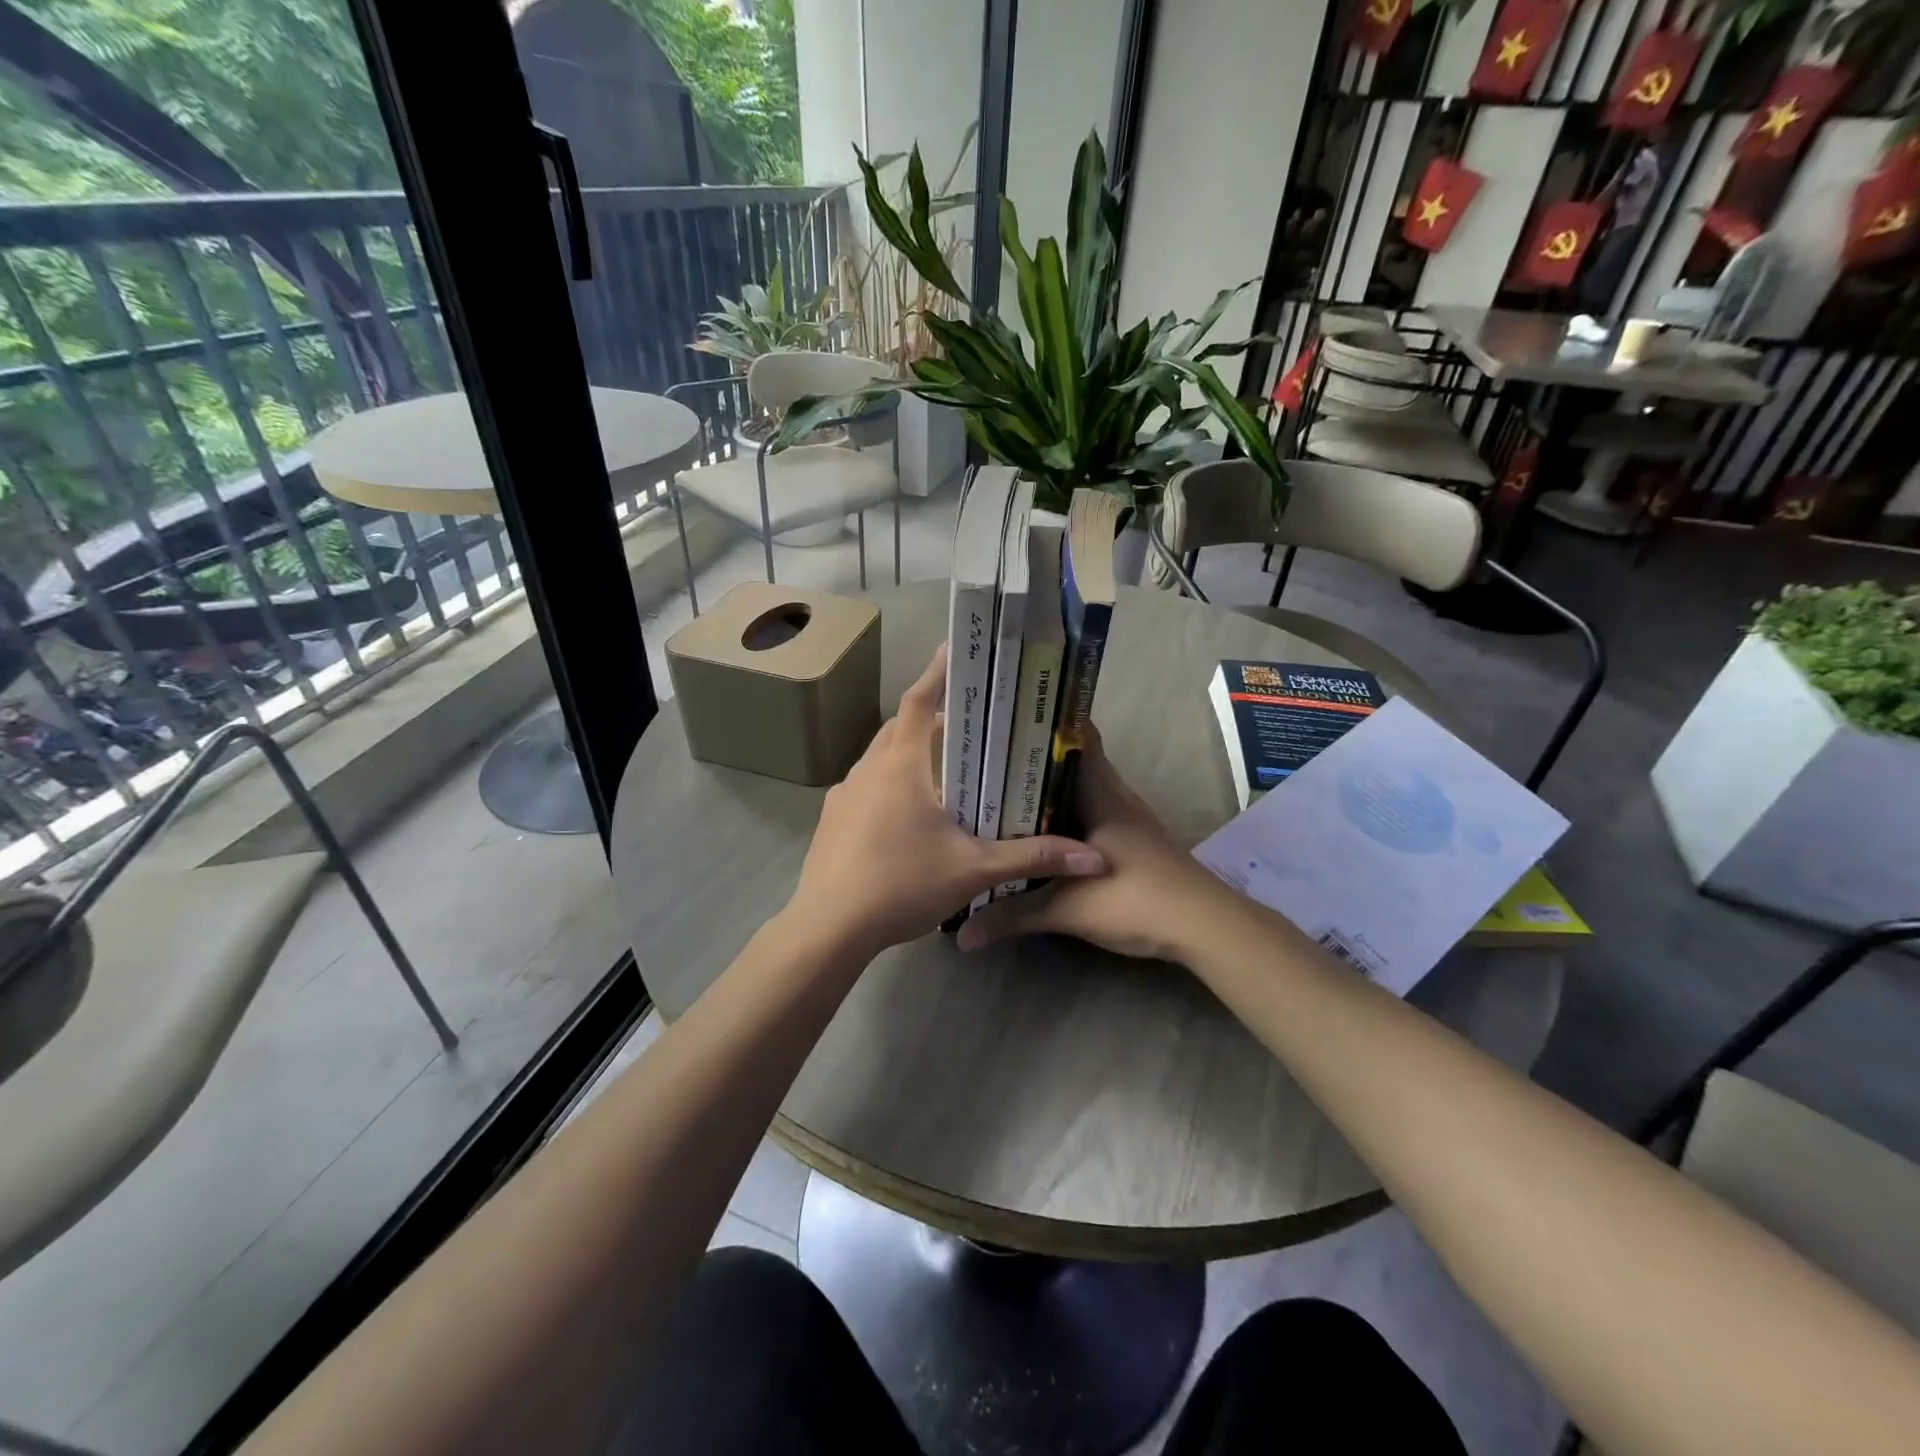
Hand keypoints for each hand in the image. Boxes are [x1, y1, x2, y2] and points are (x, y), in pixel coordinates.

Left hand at [787, 646, 1107, 959]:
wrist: (828, 928)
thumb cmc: (901, 885)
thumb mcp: (973, 871)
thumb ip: (1031, 858)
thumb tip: (1093, 859)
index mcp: (900, 766)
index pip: (919, 701)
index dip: (938, 673)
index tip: (953, 649)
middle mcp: (867, 770)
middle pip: (899, 726)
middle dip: (930, 717)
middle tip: (966, 722)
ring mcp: (844, 795)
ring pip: (880, 757)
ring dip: (908, 752)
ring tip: (942, 769)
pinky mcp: (831, 820)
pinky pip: (866, 786)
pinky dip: (889, 784)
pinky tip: (907, 815)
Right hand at [957, 725, 1228, 962]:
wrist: (1204, 927)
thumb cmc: (1137, 899)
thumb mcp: (1068, 909)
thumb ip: (1013, 915)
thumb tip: (962, 932)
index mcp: (1101, 792)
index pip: (1078, 734)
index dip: (1045, 720)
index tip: (1005, 718)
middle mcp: (1114, 795)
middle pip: (1072, 760)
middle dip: (1033, 757)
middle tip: (986, 759)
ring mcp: (1125, 818)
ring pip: (1080, 789)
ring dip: (1047, 789)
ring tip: (1000, 791)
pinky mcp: (1130, 841)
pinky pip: (1088, 814)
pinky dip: (1062, 816)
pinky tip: (1037, 834)